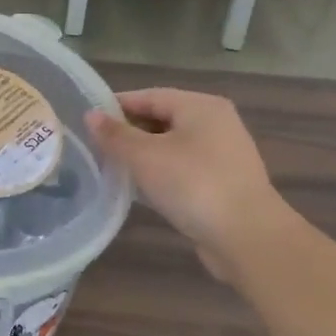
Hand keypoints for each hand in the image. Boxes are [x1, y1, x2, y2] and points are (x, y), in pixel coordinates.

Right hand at [86, 88, 290, 281]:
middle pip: (160, 120)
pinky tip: (139, 190)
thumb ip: (115, 134)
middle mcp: (215, 124)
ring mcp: (222, 156)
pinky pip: (182, 170)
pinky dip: (160, 175)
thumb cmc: (193, 184)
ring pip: (170, 147)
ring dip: (142, 156)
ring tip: (111, 168)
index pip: (148, 96)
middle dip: (128, 133)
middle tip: (94, 147)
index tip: (86, 121)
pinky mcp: (223, 184)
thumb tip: (90, 115)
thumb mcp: (144, 156)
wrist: (248, 239)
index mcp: (200, 106)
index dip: (115, 107)